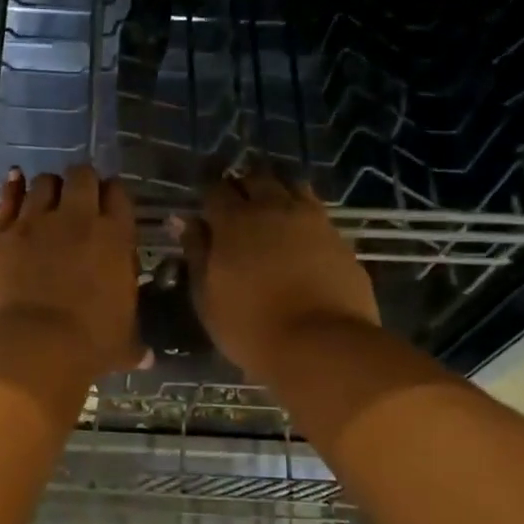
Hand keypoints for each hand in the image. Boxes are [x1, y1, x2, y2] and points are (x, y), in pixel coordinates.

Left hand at [0, 165, 140, 376]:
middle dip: (83, 183)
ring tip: (48, 198)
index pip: (119, 194)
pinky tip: (15, 180)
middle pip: (82, 176)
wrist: (30, 348)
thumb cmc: (87, 346)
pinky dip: (13, 187)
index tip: (110, 207)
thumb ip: (134, 344)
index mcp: (115, 237)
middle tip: (80, 199)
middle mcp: (77, 219)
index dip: (114, 196)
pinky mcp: (1, 234)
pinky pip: (8, 197)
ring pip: (44, 182)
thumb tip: (147, 357)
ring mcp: (35, 222)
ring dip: (49, 187)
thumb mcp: (122, 344)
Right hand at [180, 168, 380, 381]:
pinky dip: (302, 213)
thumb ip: (196, 253)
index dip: (208, 194)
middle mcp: (273, 208)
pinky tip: (298, 233)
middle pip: (256, 179)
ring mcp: (312, 219)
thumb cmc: (249, 326)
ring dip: (276, 192)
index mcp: (234, 221)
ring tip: (269, 213)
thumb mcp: (207, 296)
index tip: (204, 207)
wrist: (321, 345)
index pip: (215, 189)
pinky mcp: (339, 237)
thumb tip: (184, 221)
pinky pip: (316, 210)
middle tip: (236, 207)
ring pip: (291, 186)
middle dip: (242, 186)